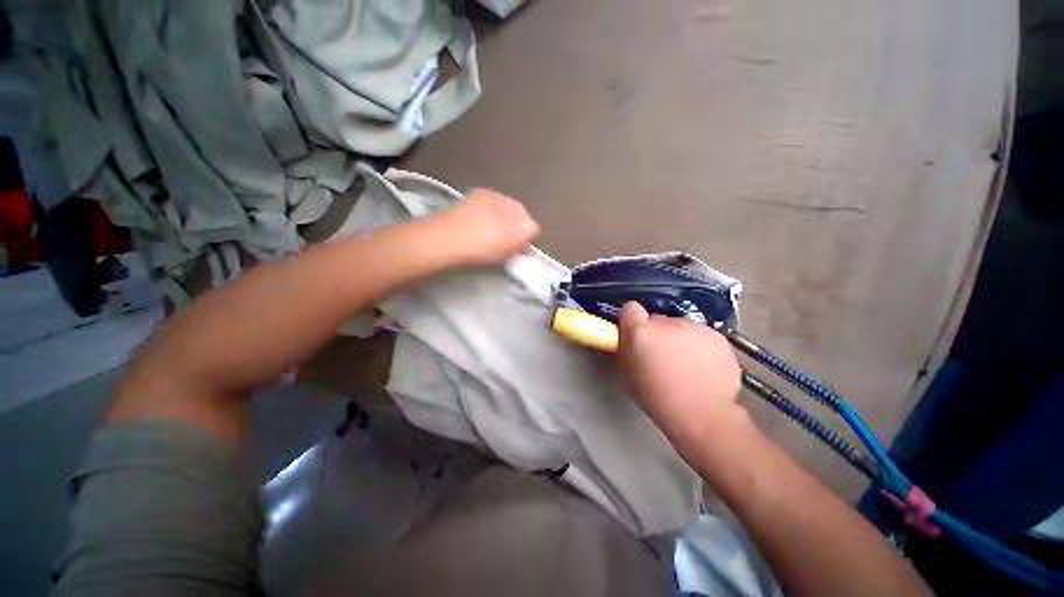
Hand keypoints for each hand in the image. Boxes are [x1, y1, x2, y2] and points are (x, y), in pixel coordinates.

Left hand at [431, 189, 540, 265]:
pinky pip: (494, 200)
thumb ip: (518, 249)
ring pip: (508, 206)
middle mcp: (513, 204)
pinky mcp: (479, 192)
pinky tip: (481, 219)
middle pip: (522, 214)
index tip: (519, 248)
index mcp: (522, 222)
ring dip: (505, 215)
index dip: (527, 239)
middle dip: (518, 224)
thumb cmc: (478, 252)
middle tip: (508, 238)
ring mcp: (495, 196)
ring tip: (493, 228)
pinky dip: (493, 209)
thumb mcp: (503, 257)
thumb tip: (522, 245)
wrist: (445, 238)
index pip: (533, 229)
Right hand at [618, 301, 746, 447]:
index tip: (635, 334)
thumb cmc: (656, 398)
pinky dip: (700, 347)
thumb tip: (628, 339)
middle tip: (661, 356)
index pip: (630, 308)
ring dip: (679, 339)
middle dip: (657, 333)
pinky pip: (702, 336)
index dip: (632, 321)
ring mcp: (696, 328)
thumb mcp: (627, 374)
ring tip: (686, 365)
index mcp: (641, 331)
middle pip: (658, 320)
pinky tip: (703, 368)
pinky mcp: (718, 336)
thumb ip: (626, 349)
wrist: (703, 416)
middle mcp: (668, 322)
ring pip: (681, 327)